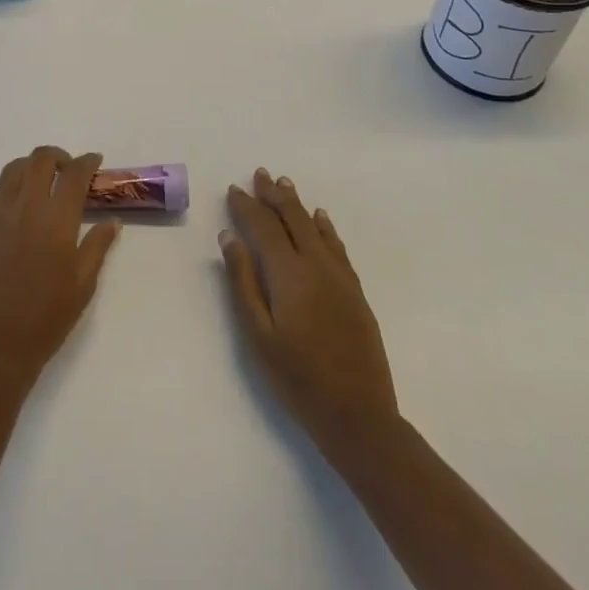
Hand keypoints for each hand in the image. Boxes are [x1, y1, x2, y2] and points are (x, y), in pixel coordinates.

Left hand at [0, 147, 120, 386]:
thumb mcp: (84, 283)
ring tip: (42, 182)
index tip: (95, 162)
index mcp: (56, 218)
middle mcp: (26, 206)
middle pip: (40, 160)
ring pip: (13, 169)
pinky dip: (10, 188)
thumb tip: (112, 222)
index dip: (87, 162)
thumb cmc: (48, 316)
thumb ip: (98, 245)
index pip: (75, 174)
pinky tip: (18, 206)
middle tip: (69, 171)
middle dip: (58, 157)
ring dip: (31, 167)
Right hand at [221, 168, 400, 464]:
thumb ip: (242, 282)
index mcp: (288, 273)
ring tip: (284, 184)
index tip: (233, 189)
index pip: (263, 226)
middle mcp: (316, 265)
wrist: (359, 416)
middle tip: (260, 173)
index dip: (247, 206)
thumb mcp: (257, 335)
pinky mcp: (355, 292)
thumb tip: (229, 237)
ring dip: (297, 204)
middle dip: (273, 194)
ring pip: (315, 227)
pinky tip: (321, 218)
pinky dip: (325, 227)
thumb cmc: (298, 379)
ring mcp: (340, 277)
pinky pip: (337, 246)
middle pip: (292, 218)